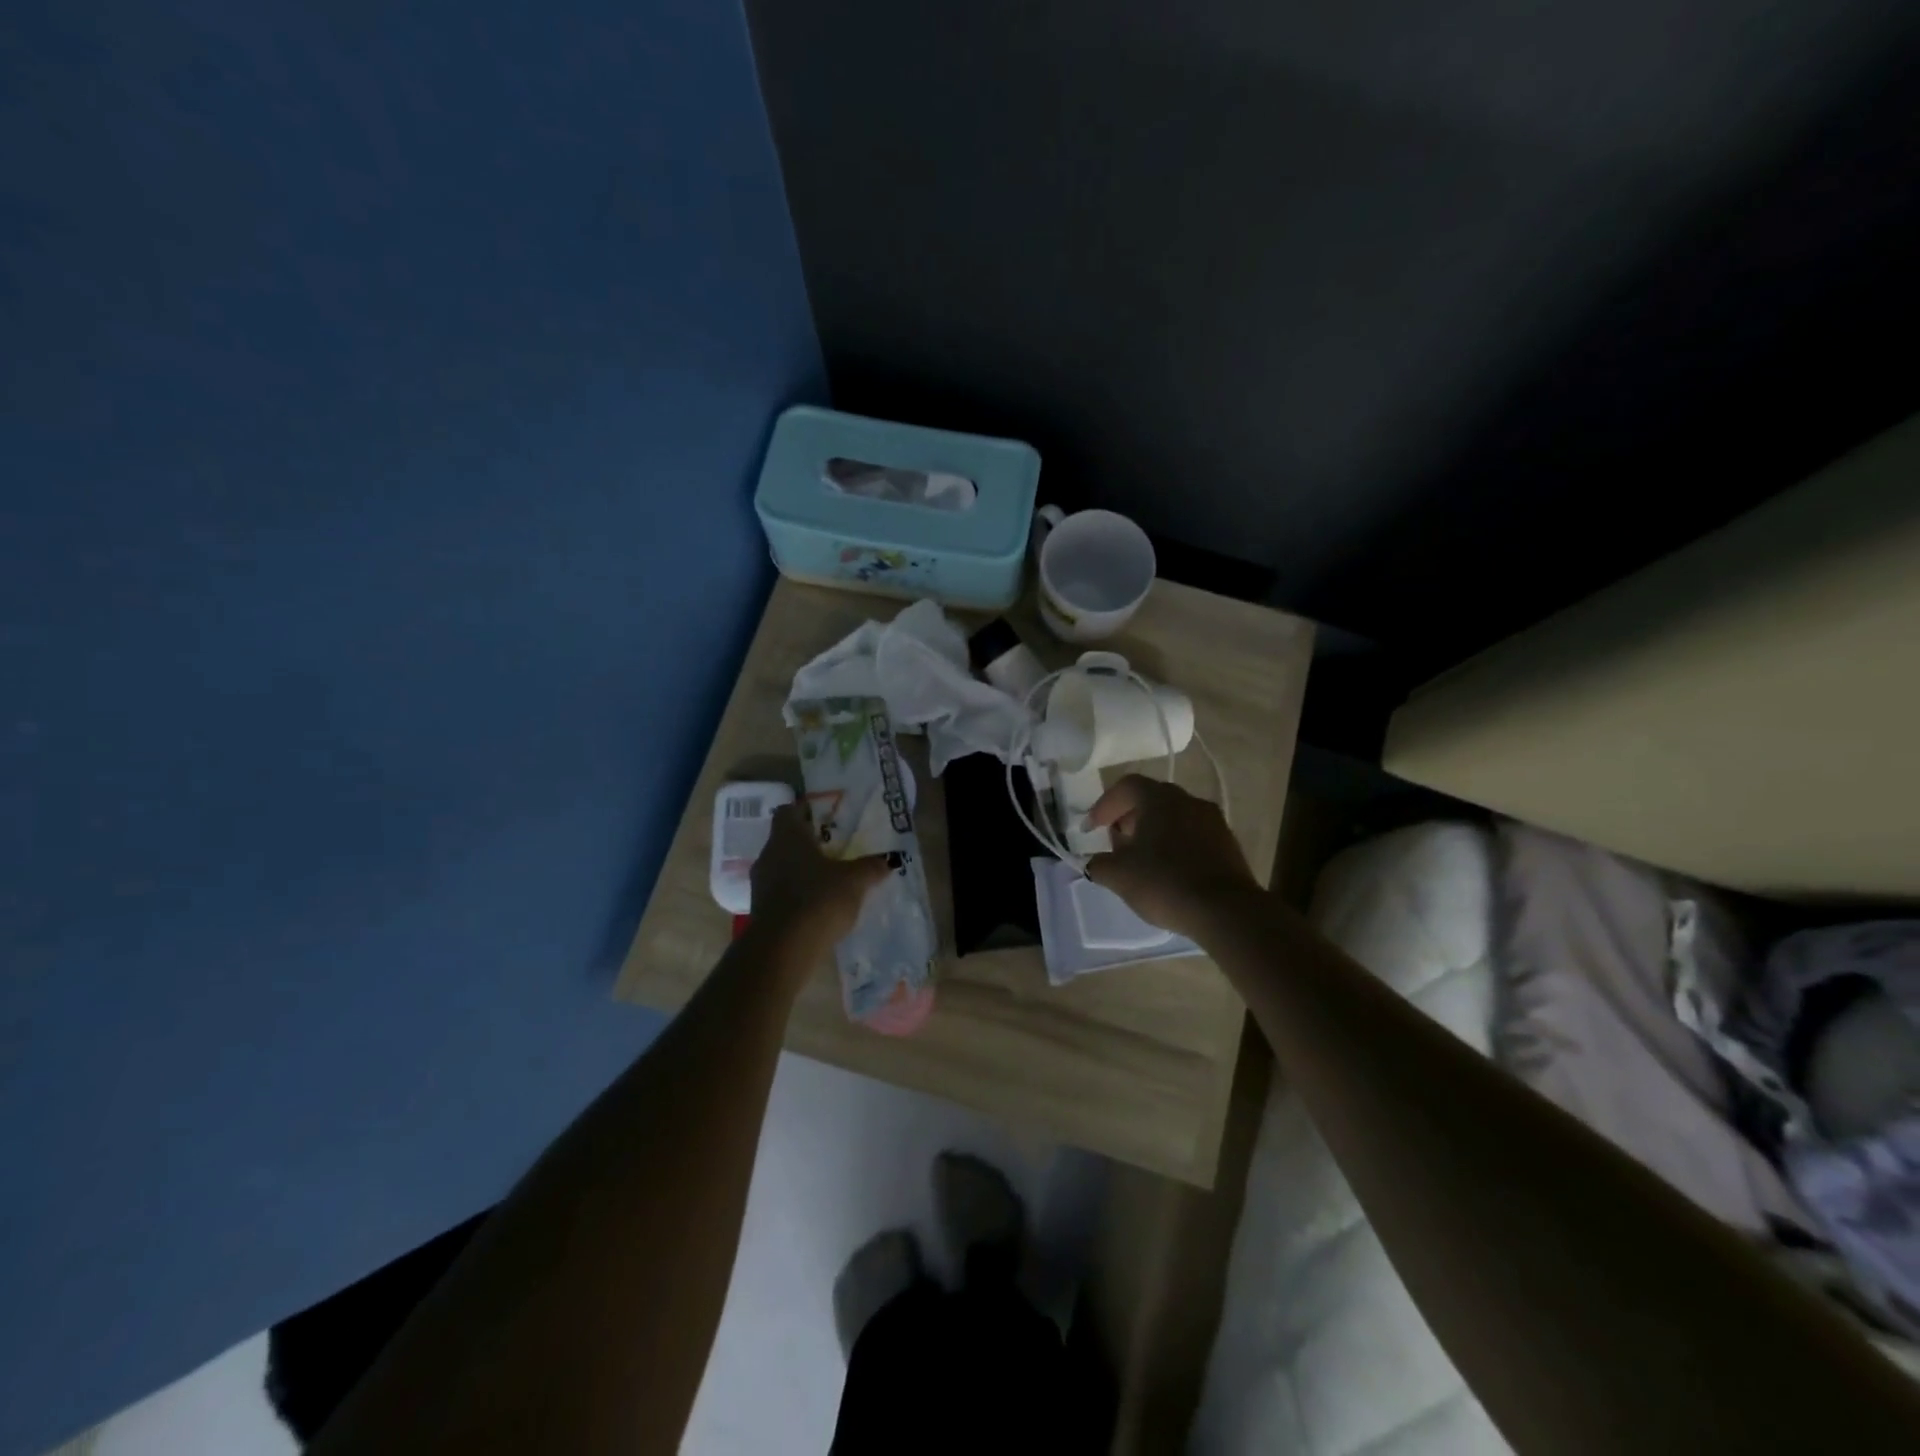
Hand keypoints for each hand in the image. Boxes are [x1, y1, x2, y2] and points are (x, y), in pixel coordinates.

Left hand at [747, 801, 891, 961]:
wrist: (782, 949)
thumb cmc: (818, 899)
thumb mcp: (854, 881)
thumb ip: (870, 867)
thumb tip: (888, 860)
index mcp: (788, 837)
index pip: (788, 811)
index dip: (805, 811)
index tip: (824, 817)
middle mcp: (769, 854)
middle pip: (785, 840)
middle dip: (807, 843)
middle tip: (834, 848)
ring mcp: (761, 883)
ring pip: (782, 867)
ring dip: (801, 870)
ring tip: (829, 878)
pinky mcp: (761, 910)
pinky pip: (781, 892)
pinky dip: (797, 894)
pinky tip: (817, 905)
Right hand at [1084, 775, 1260, 939]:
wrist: (1226, 910)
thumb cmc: (1165, 882)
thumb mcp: (1119, 876)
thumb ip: (1099, 864)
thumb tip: (1094, 862)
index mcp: (1159, 798)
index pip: (1126, 786)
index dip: (1105, 805)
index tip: (1092, 829)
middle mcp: (1188, 800)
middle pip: (1151, 799)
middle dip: (1129, 817)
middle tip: (1116, 841)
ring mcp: (1213, 821)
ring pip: (1175, 817)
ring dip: (1154, 832)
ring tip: (1142, 860)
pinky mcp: (1228, 844)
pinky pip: (1193, 836)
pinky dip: (1176, 845)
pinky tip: (1169, 872)